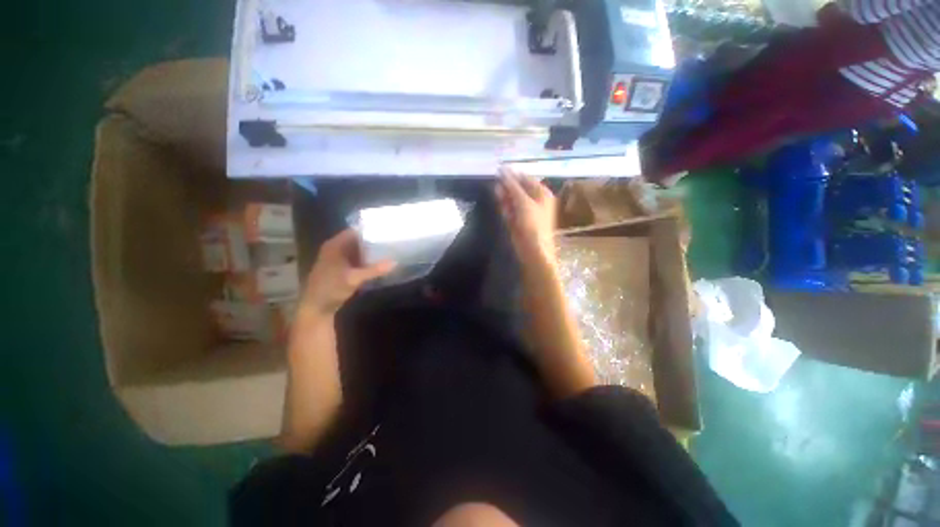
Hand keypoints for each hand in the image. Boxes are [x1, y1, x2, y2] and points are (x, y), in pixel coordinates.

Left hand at [299, 229, 395, 317]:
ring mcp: (338, 258)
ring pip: (357, 250)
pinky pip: (356, 258)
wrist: (316, 308)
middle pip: (357, 240)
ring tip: (389, 248)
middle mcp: (335, 248)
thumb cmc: (331, 289)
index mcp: (335, 246)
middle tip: (391, 240)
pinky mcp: (341, 268)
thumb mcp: (354, 279)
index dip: (370, 230)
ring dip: (370, 251)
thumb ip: (374, 270)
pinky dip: (366, 259)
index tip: (386, 231)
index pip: (355, 231)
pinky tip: (379, 261)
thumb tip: (395, 262)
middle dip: (373, 241)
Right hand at [495, 167, 557, 268]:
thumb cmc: (533, 223)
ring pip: (513, 200)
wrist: (533, 249)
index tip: (499, 170)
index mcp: (541, 193)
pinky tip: (500, 204)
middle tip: (495, 181)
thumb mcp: (523, 202)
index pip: (526, 179)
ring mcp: (526, 212)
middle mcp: (535, 201)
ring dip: (505, 196)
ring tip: (496, 191)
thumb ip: (512, 186)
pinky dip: (505, 207)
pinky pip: (510, 210)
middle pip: (519, 189)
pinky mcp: (518, 221)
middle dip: (507, 186)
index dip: (513, 174)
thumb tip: (503, 170)